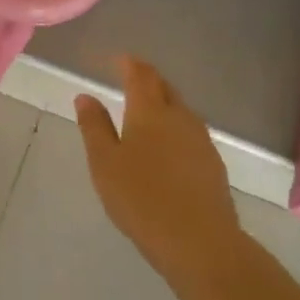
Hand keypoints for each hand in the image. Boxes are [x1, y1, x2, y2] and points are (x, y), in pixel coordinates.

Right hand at [74, 57, 242, 287]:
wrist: (198, 240)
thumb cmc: (140, 197)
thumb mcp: (104, 162)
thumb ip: (94, 127)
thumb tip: (85, 96)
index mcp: (150, 112)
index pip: (141, 76)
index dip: (129, 64)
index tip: (119, 60)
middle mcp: (180, 117)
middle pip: (165, 89)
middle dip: (148, 81)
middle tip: (131, 81)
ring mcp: (201, 140)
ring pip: (181, 111)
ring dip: (163, 105)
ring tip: (146, 113)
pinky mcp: (213, 164)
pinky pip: (190, 133)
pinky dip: (175, 129)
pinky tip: (167, 147)